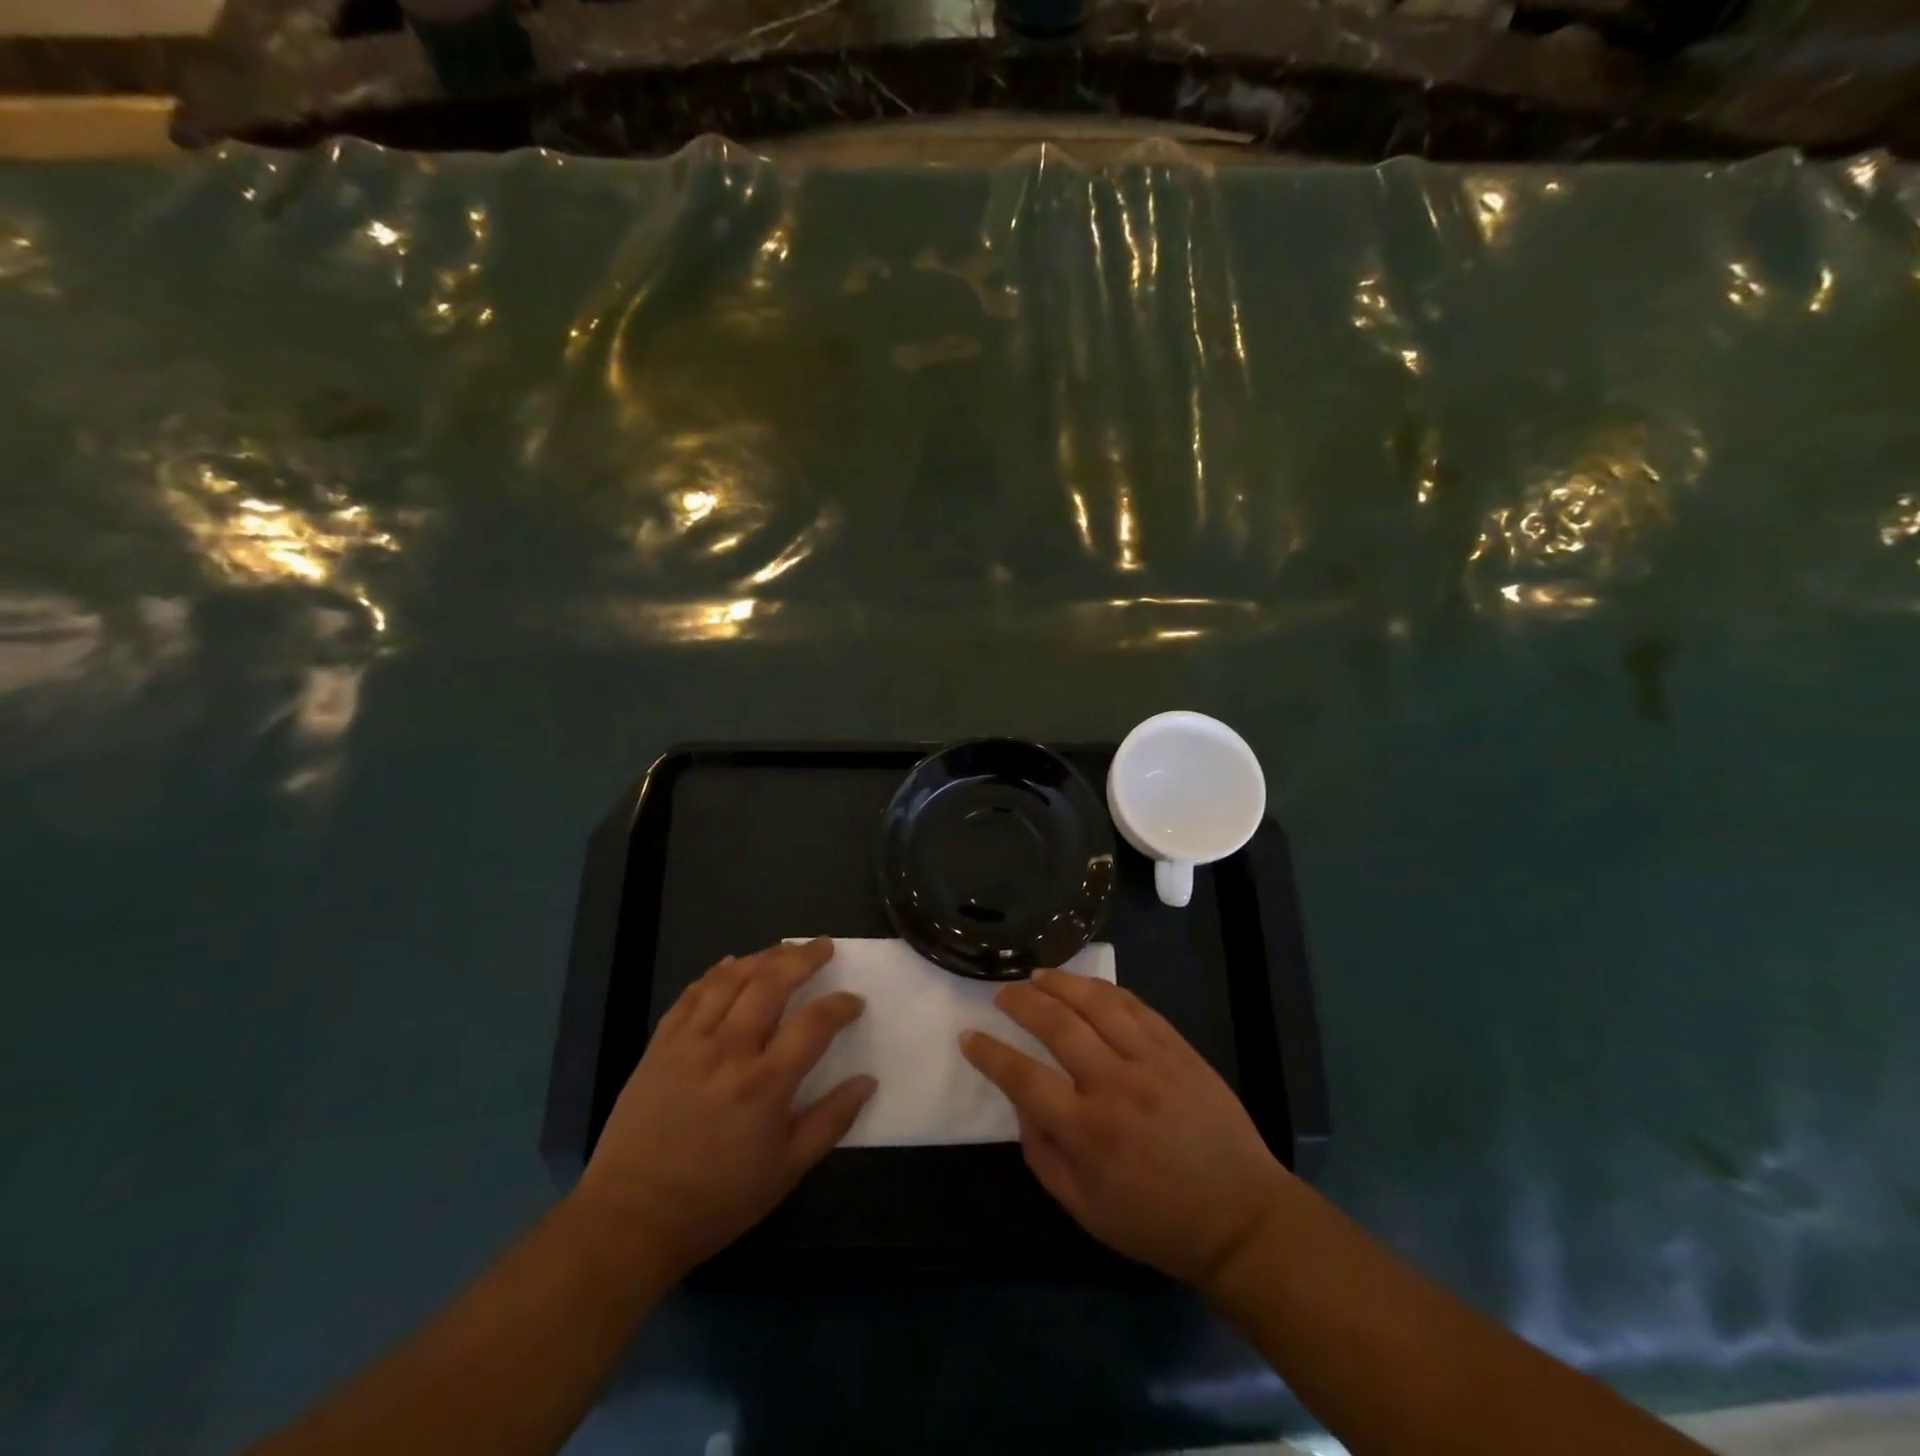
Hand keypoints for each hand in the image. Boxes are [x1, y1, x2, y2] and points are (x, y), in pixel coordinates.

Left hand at [575, 938, 872, 1278]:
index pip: (815, 1024)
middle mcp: (729, 1050)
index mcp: (765, 1083)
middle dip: (803, 958)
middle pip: (771, 984)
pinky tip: (730, 965)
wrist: (631, 1219)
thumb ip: (831, 1121)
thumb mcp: (787, 1171)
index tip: (855, 1002)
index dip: (841, 1006)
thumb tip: (868, 1081)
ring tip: (784, 948)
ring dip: (762, 957)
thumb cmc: (717, 1200)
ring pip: (730, 980)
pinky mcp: (660, 1046)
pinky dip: (715, 974)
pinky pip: (691, 995)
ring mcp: (690, 1043)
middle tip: (823, 946)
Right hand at [960, 968, 1291, 1287]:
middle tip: (1002, 992)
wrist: (1240, 1217)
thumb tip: (1021, 1104)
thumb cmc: (1155, 1221)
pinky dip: (1106, 990)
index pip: (1022, 1076)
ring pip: (1096, 1003)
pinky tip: (1087, 986)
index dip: (989, 1053)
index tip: (969, 1036)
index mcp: (1086, 1130)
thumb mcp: (1083, 1208)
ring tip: (1038, 976)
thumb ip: (1042, 1155)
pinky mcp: (1178, 1049)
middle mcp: (1113, 1084)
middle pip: (1057, 1024)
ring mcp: (1150, 1060)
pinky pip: (1136, 1006)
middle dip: (1021, 1002)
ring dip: (1061, 983)